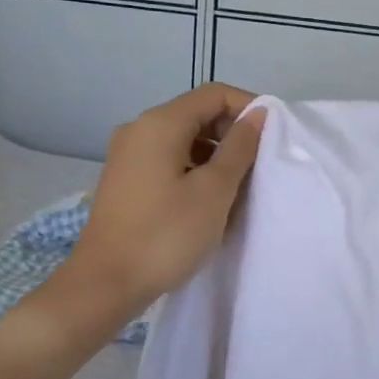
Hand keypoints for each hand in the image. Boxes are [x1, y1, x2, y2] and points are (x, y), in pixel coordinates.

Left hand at [64, 84, 265, 319]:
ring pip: (184, 139)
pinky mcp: (126, 179)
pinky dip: (194, 169)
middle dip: (233, 133)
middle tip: (258, 166)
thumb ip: (240, 148)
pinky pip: (169, 159)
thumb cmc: (166, 234)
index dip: (249, 108)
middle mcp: (139, 129)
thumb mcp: (214, 190)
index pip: (214, 94)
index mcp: (160, 123)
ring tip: (238, 187)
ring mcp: (128, 154)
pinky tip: (209, 200)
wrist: (106, 283)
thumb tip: (258, 115)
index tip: (273, 137)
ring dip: (216, 155)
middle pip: (197, 113)